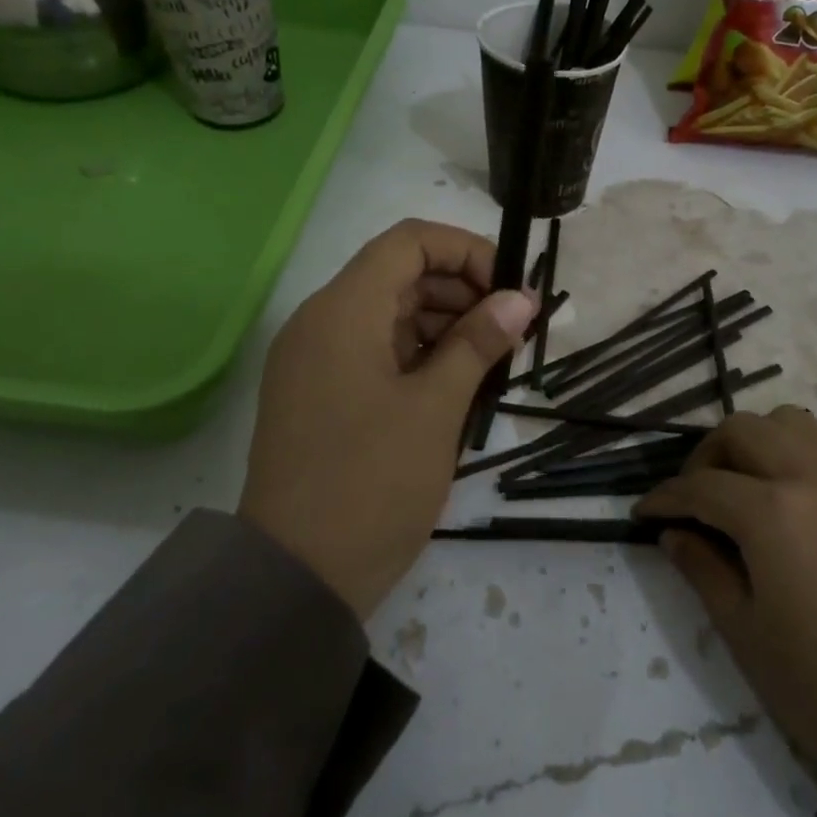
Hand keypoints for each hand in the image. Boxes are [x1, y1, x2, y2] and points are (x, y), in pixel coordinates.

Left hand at [240, 219, 536, 618]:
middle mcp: (321, 322)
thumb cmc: (371, 484)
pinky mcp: (318, 394)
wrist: (296, 575)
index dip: (466, 253)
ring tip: (490, 365)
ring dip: (442, 326)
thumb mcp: (435, 410)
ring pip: (388, 315)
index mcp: (343, 311)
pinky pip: (373, 352)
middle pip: (399, 276)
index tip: (509, 294)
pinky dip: (417, 357)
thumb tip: (520, 299)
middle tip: (511, 335)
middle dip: (461, 292)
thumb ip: (477, 344)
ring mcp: (315, 360)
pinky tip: (454, 387)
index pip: (409, 241)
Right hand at [639, 407, 816, 779]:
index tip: (642, 514)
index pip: (700, 486)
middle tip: (693, 498)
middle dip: (705, 456)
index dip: (664, 498)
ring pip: (793, 422)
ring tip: (745, 484)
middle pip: (743, 430)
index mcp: (772, 513)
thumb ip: (703, 570)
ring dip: (757, 441)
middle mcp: (813, 477)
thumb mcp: (745, 633)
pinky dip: (805, 449)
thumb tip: (675, 534)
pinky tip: (799, 488)